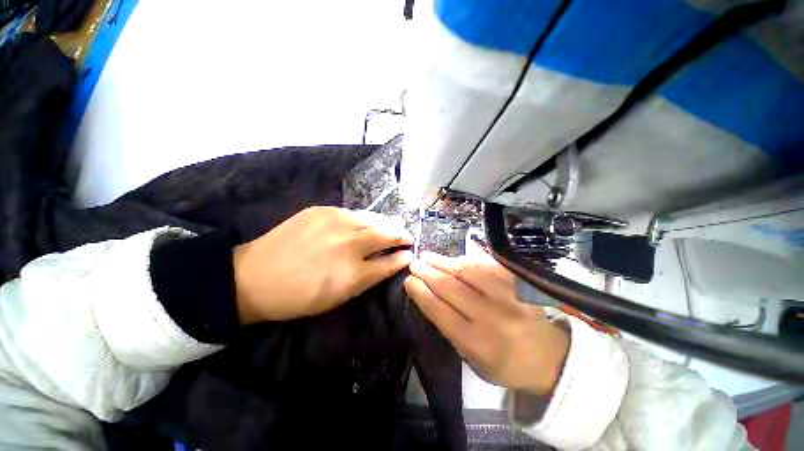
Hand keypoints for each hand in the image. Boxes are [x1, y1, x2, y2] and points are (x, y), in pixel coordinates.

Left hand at [233, 206, 413, 323]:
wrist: (254, 277)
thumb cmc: (300, 296)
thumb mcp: (340, 296)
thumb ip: (371, 276)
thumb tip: (393, 260)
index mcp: (353, 273)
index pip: (390, 261)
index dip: (403, 256)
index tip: (410, 252)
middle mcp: (349, 243)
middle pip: (387, 233)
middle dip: (401, 234)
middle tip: (406, 236)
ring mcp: (335, 222)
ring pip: (372, 218)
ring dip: (386, 222)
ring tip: (392, 225)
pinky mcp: (321, 210)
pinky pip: (352, 212)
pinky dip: (364, 218)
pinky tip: (364, 222)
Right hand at [405, 252, 569, 395]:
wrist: (549, 356)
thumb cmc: (505, 363)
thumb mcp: (472, 359)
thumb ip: (450, 328)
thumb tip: (429, 295)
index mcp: (477, 343)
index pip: (440, 311)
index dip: (421, 292)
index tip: (409, 280)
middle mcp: (492, 318)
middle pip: (451, 288)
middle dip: (427, 272)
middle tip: (414, 263)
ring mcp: (508, 297)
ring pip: (467, 272)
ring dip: (443, 262)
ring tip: (428, 256)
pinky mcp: (518, 283)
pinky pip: (486, 266)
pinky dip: (465, 260)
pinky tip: (453, 259)